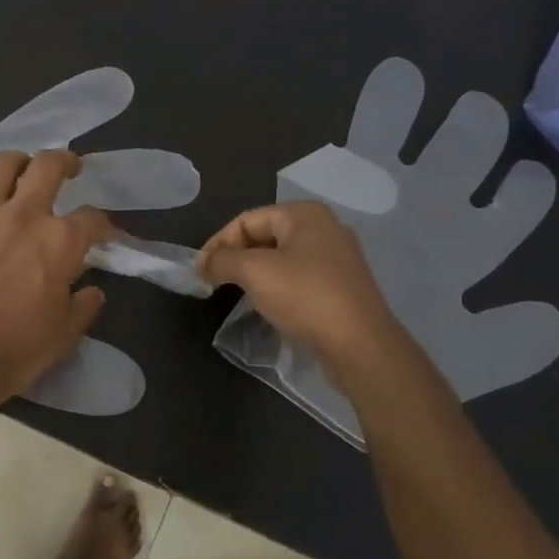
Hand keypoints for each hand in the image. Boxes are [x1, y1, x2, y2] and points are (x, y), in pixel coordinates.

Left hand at [0, 150, 114, 402]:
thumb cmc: (20, 349)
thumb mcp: (67, 333)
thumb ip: (85, 306)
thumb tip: (92, 291)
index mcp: (60, 242)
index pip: (92, 219)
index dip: (104, 225)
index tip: (104, 235)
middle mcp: (24, 217)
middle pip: (49, 167)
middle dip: (66, 162)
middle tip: (70, 169)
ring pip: (2, 166)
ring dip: (18, 161)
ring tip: (24, 168)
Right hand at [199, 201, 399, 367]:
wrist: (359, 344)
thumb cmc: (304, 296)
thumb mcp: (253, 271)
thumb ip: (222, 261)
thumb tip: (204, 264)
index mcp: (304, 214)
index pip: (246, 220)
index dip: (218, 243)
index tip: (199, 271)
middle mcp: (324, 228)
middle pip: (264, 236)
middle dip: (236, 257)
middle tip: (213, 282)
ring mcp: (337, 257)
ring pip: (281, 258)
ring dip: (254, 273)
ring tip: (235, 293)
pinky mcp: (342, 285)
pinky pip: (298, 277)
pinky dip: (276, 286)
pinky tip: (267, 305)